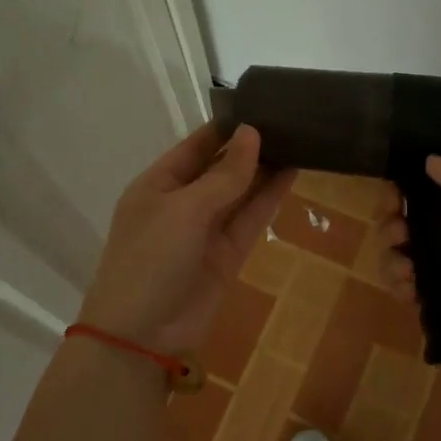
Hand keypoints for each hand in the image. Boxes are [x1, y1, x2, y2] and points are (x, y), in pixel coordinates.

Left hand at [81, 123, 291, 356]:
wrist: (142, 334)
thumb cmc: (151, 258)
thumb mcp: (184, 209)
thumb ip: (224, 175)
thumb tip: (252, 134)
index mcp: (158, 184)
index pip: (196, 146)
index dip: (227, 127)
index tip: (262, 105)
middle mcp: (182, 202)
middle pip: (221, 167)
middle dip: (250, 147)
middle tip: (290, 120)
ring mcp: (205, 230)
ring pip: (240, 193)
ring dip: (265, 170)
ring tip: (299, 140)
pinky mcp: (227, 255)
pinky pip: (250, 219)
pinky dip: (268, 199)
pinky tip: (291, 174)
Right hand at [379, 157, 440, 410]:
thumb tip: (430, 160)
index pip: (438, 195)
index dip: (409, 191)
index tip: (393, 196)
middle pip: (416, 229)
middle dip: (394, 226)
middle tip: (397, 235)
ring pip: (412, 264)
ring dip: (393, 260)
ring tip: (402, 271)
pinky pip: (421, 302)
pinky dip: (403, 293)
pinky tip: (406, 294)